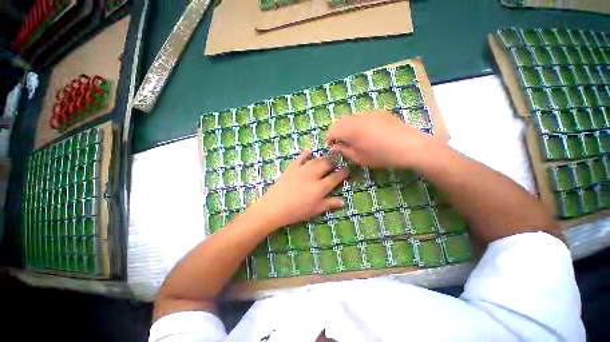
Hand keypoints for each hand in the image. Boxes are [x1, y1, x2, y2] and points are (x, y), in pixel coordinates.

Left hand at [251, 151, 348, 229]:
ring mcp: (302, 169)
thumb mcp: (315, 210)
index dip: (344, 172)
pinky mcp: (292, 167)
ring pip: (316, 160)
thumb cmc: (297, 211)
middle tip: (336, 165)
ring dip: (323, 158)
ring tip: (326, 160)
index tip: (347, 169)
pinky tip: (309, 152)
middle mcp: (313, 175)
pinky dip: (306, 154)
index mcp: (321, 187)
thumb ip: (330, 204)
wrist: (275, 207)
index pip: (336, 177)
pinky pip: (300, 157)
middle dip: (334, 162)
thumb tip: (343, 201)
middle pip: (327, 164)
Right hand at [327, 111, 440, 168]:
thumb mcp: (359, 158)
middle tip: (342, 143)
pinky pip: (362, 116)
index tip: (332, 147)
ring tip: (354, 138)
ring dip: (347, 127)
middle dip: (337, 132)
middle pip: (339, 121)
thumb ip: (344, 150)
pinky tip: (368, 133)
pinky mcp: (379, 112)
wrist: (410, 146)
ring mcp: (368, 112)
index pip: (331, 130)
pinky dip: (359, 123)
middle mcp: (356, 117)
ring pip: (350, 118)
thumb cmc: (381, 155)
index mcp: (349, 129)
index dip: (329, 139)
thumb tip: (334, 146)